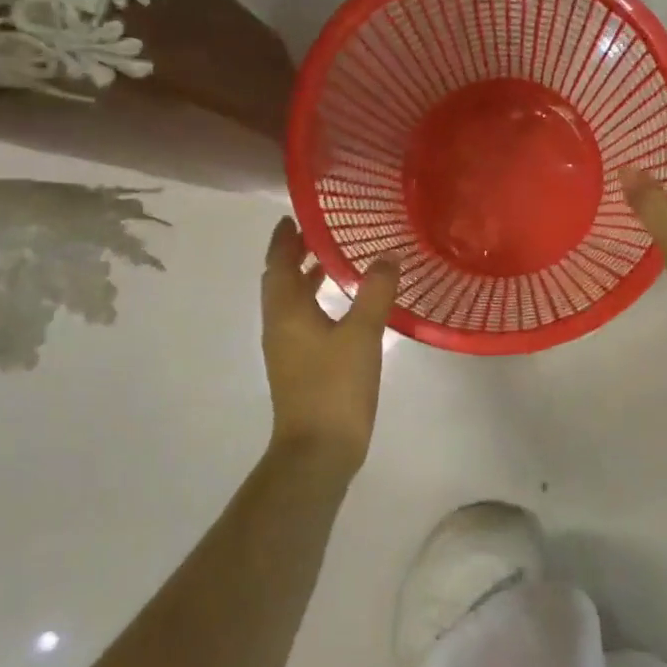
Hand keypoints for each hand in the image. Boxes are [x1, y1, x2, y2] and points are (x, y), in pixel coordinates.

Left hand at [260, 218, 398, 467]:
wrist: (318, 449)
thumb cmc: (335, 386)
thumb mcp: (362, 333)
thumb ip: (375, 291)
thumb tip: (388, 254)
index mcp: (286, 312)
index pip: (277, 264)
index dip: (283, 239)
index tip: (294, 216)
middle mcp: (280, 326)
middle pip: (281, 282)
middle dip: (294, 256)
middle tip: (319, 233)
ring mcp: (287, 349)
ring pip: (292, 303)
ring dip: (306, 279)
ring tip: (332, 262)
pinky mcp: (300, 367)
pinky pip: (303, 322)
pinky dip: (316, 303)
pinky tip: (343, 308)